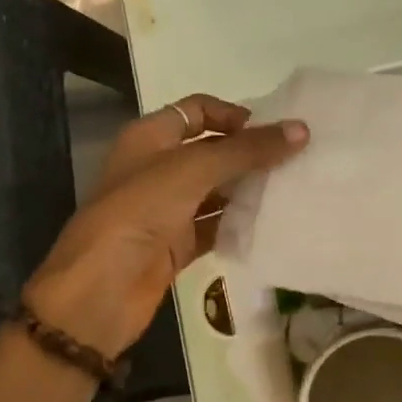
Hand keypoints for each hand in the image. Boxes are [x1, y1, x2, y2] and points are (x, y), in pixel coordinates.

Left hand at [22, 95, 307, 357]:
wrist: (100, 290)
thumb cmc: (138, 213)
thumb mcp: (192, 170)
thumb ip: (247, 150)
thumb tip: (301, 130)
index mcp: (150, 138)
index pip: (198, 111)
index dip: (235, 115)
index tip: (275, 130)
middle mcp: (159, 168)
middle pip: (213, 151)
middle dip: (251, 154)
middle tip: (298, 160)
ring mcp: (168, 209)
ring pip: (218, 191)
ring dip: (251, 190)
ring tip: (295, 189)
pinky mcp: (179, 245)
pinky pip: (217, 227)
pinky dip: (241, 224)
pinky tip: (274, 224)